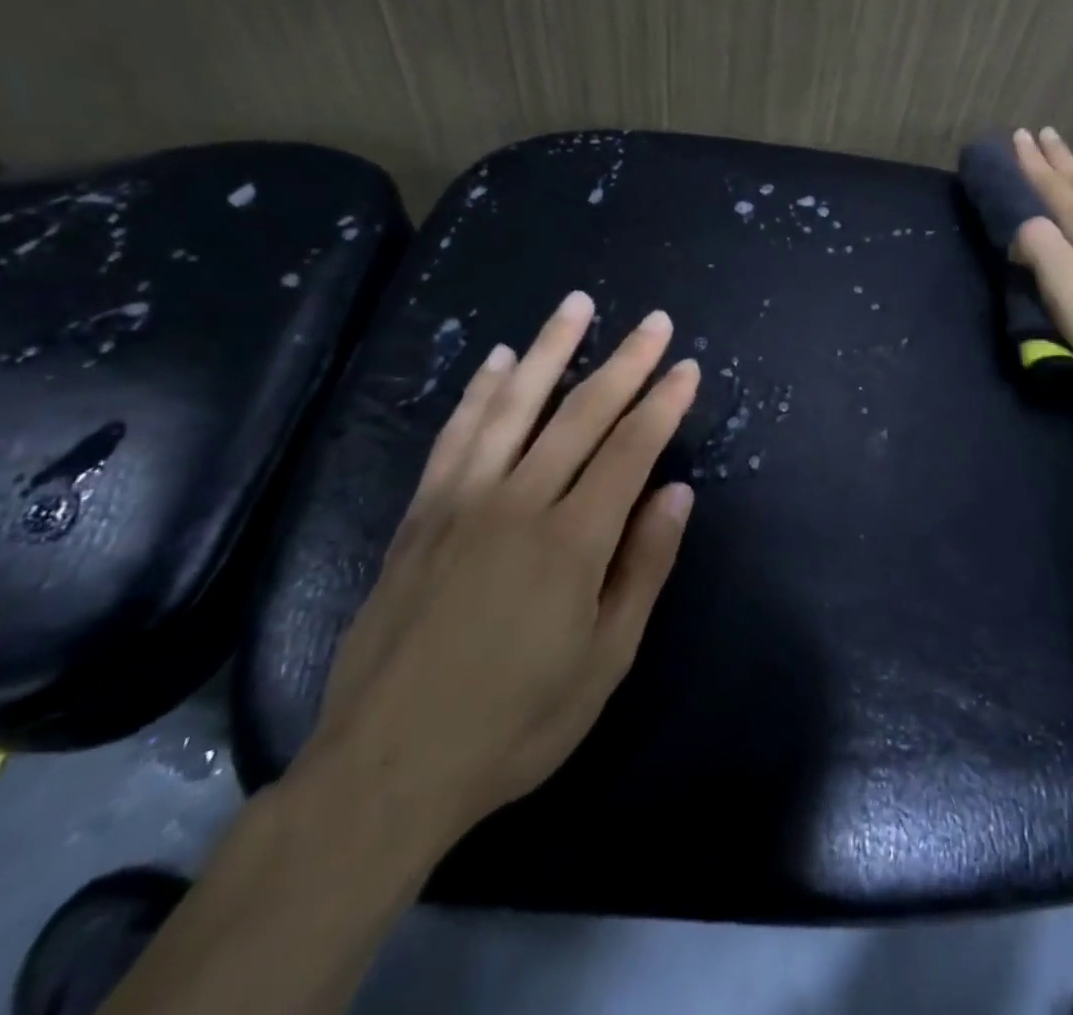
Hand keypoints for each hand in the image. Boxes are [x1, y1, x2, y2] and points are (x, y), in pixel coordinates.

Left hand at [298, 290, 700, 855]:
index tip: (686, 367)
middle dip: (624, 363)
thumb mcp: (604, 661)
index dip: (663, 404)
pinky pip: (456, 435)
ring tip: (576, 306)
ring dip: (549, 350)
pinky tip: (497, 360)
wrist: (385, 768)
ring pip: (514, 405)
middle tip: (654, 321)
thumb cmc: (514, 723)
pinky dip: (481, 392)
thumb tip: (677, 494)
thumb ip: (643, 568)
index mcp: (572, 541)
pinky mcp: (420, 513)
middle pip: (581, 413)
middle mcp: (518, 503)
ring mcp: (462, 501)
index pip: (630, 450)